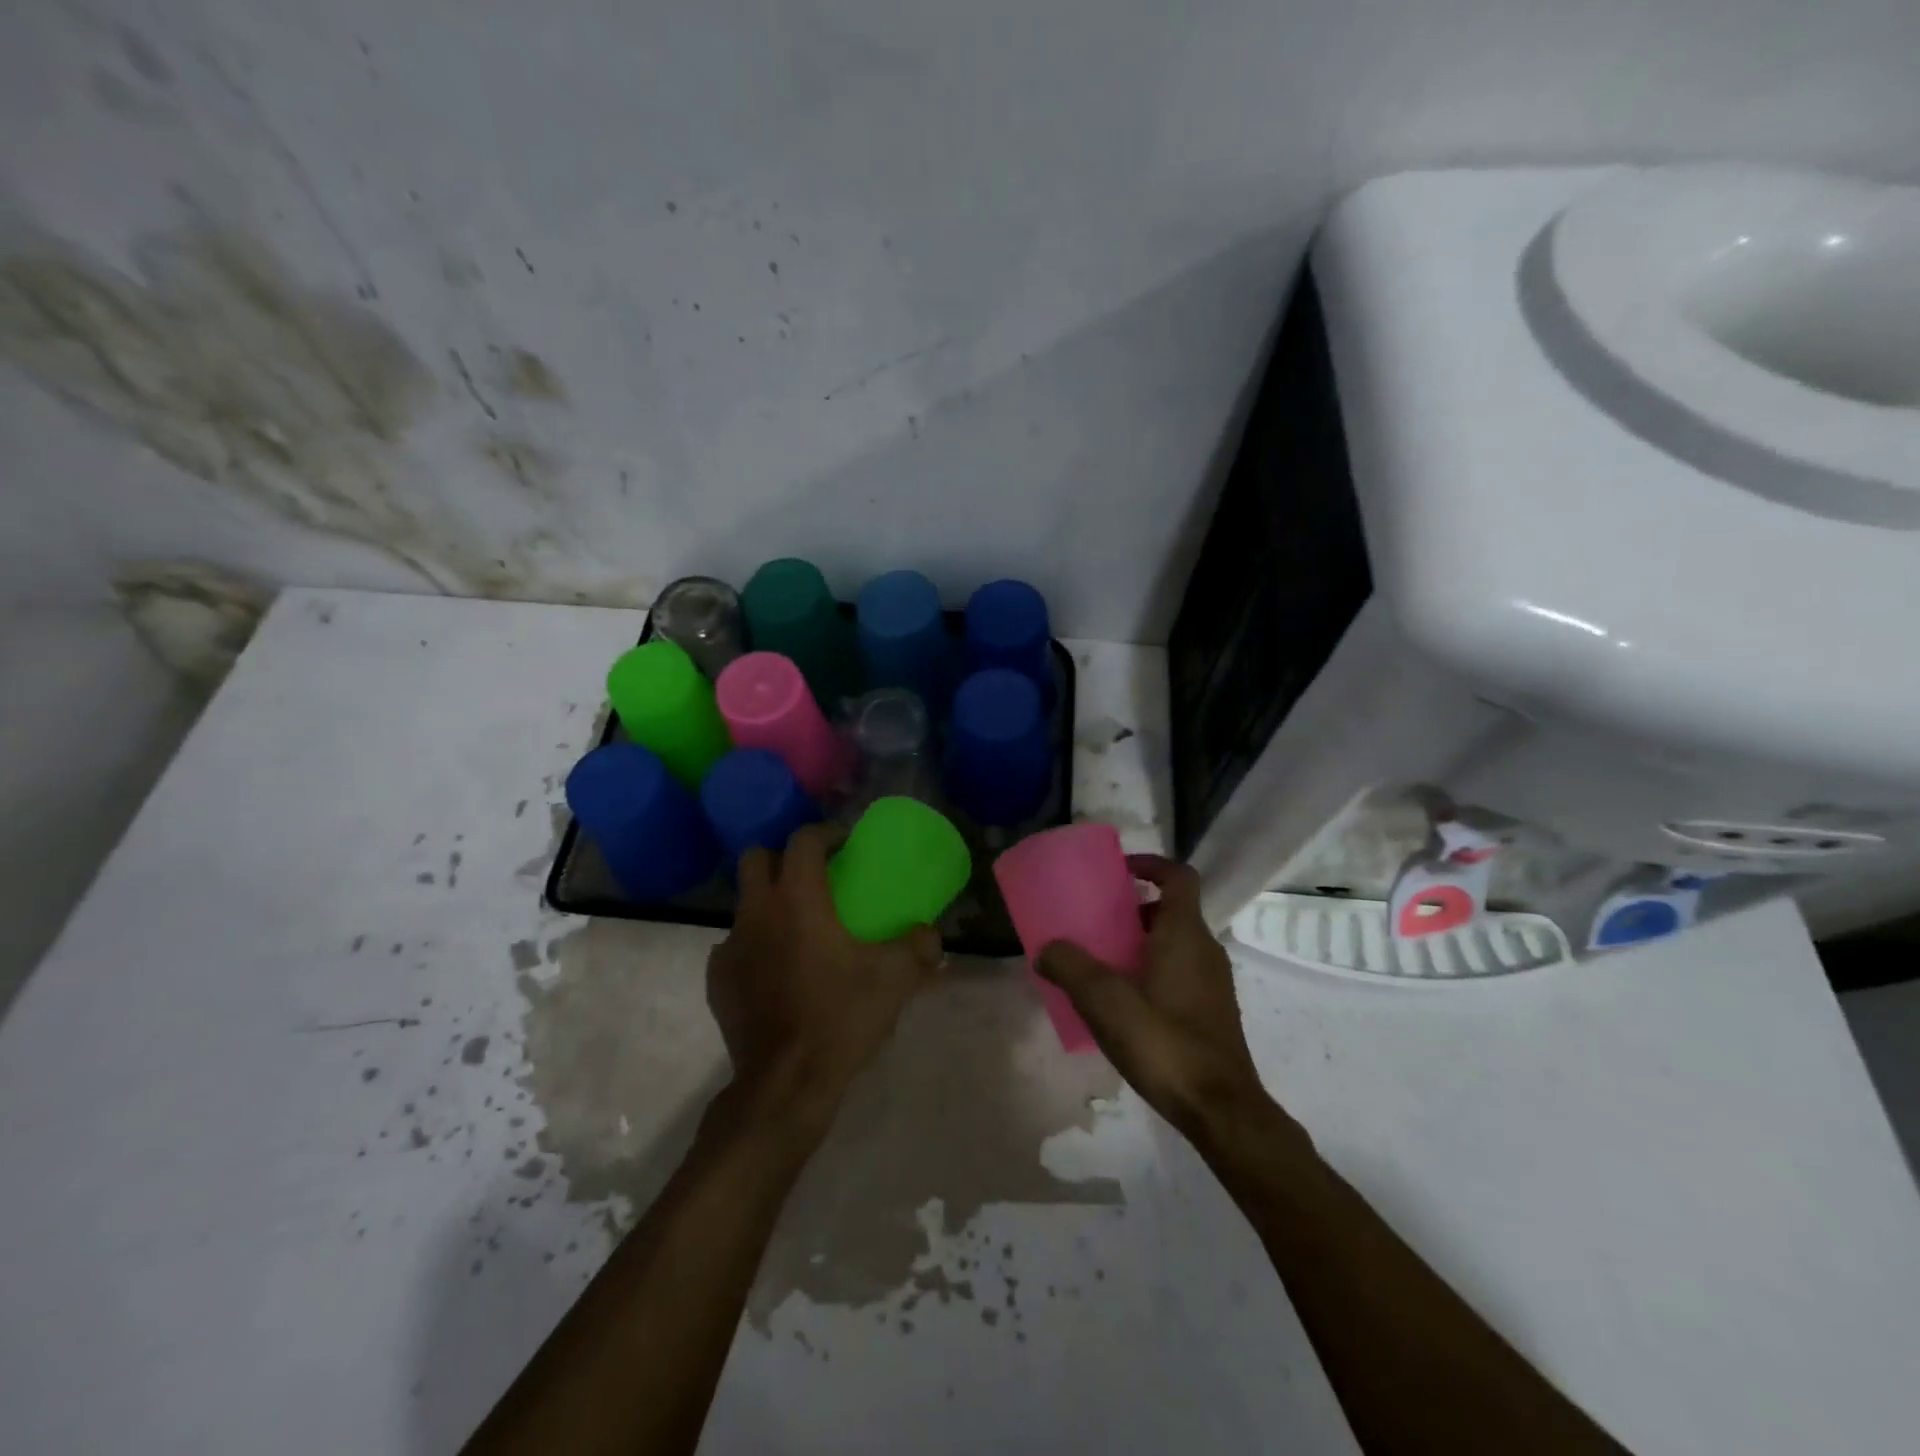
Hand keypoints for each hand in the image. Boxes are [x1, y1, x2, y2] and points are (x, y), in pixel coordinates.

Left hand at [706, 824, 943, 1132]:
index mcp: (798, 899)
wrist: (786, 1083)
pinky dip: (754, 946)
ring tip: (796, 930)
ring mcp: (730, 946)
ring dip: (768, 904)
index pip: (802, 841)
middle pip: (756, 859)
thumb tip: (931, 936)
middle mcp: (757, 912)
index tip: (844, 844)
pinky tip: (775, 971)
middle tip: (812, 877)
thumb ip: (919, 947)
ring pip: (744, 904)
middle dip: (782, 858)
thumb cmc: (841, 1017)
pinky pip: (734, 946)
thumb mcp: (895, 979)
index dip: (825, 834)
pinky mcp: (717, 980)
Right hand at [1037, 855, 1272, 1140]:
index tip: (1119, 871)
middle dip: (1135, 908)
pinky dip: (1153, 971)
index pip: (1179, 876)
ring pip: (1176, 944)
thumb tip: (1046, 949)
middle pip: (1173, 910)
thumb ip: (1070, 967)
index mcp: (1185, 935)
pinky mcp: (1212, 1013)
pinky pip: (1180, 973)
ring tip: (1103, 963)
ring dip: (1142, 942)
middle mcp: (1205, 951)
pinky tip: (1124, 1004)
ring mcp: (1213, 984)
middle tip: (1098, 921)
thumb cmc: (1164, 1043)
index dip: (1151, 864)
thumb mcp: (1105, 1001)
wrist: (1221, 1110)